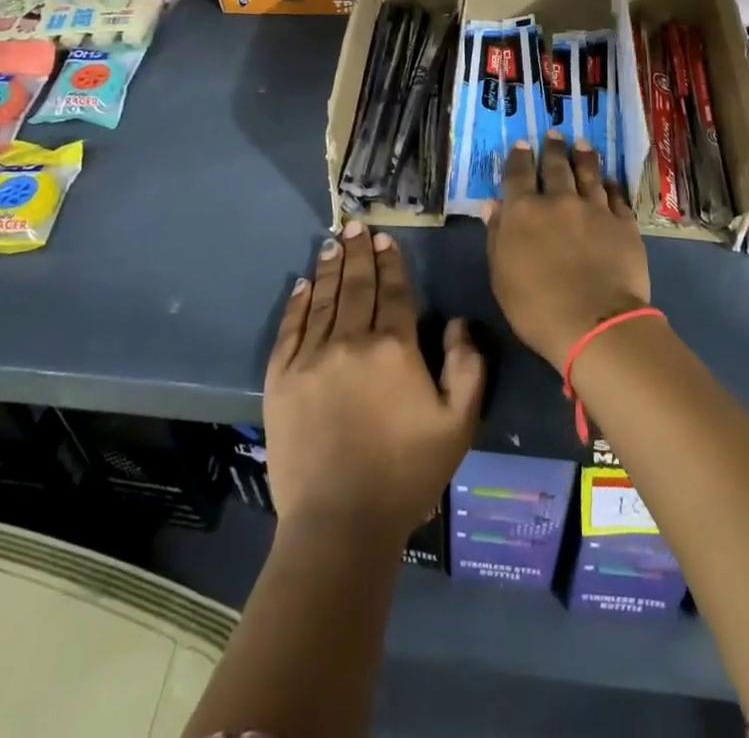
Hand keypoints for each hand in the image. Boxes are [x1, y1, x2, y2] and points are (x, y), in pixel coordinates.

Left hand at [265, 221, 484, 539]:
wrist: (340, 524)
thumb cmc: (407, 473)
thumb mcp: (458, 424)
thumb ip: (467, 367)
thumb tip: (458, 323)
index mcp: (394, 347)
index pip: (393, 290)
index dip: (390, 261)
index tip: (385, 238)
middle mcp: (351, 341)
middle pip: (357, 285)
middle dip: (358, 252)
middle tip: (356, 225)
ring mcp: (311, 358)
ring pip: (324, 299)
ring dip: (330, 267)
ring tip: (333, 242)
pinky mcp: (281, 379)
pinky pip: (290, 329)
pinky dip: (298, 303)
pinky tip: (302, 284)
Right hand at [487, 133, 650, 370]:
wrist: (595, 323)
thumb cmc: (536, 308)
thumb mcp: (501, 276)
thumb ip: (497, 237)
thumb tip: (492, 205)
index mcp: (524, 212)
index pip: (518, 175)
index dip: (519, 158)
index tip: (522, 144)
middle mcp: (559, 201)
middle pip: (555, 166)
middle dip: (553, 148)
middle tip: (554, 134)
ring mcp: (594, 209)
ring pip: (588, 174)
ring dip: (583, 157)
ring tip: (582, 144)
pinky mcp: (623, 223)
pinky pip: (616, 195)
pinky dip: (611, 184)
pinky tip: (609, 180)